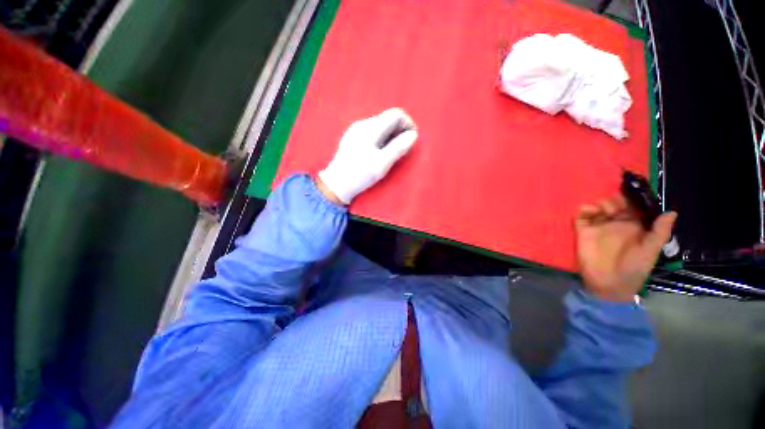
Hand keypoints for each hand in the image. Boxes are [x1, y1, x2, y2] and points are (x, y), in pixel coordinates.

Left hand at [317, 108, 417, 204]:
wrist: (336, 184)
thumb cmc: (360, 175)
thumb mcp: (382, 163)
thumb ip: (399, 147)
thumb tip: (413, 135)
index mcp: (370, 128)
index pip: (396, 114)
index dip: (408, 124)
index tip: (412, 139)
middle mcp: (362, 124)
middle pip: (388, 119)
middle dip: (400, 130)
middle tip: (404, 149)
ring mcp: (356, 130)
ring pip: (381, 126)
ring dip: (392, 135)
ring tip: (393, 152)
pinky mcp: (352, 138)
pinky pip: (373, 132)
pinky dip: (382, 138)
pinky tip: (380, 152)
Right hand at [575, 196, 676, 302]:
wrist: (609, 283)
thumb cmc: (634, 268)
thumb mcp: (650, 251)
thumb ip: (659, 232)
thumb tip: (671, 212)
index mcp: (633, 226)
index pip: (633, 207)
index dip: (633, 198)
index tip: (633, 189)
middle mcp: (615, 223)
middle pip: (614, 204)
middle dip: (616, 198)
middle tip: (617, 203)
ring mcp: (598, 226)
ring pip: (598, 207)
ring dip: (601, 203)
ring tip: (605, 209)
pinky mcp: (583, 231)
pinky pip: (581, 216)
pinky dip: (585, 209)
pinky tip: (591, 210)